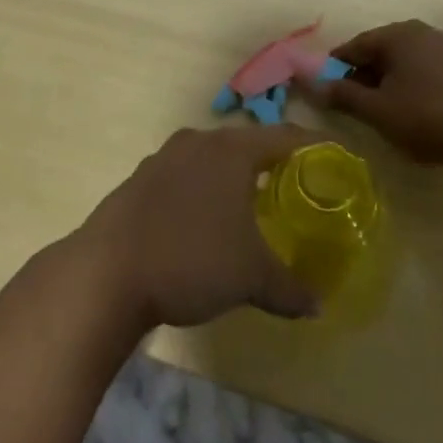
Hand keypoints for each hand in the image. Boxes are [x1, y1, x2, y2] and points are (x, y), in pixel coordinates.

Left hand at [79, 125, 320, 328]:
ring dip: (235, 177)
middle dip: (273, 163)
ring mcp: (163, 158)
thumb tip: (318, 306)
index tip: (336, 158)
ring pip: (212, 158)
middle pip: (247, 143)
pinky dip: (204, 190)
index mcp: (231, 150)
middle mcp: (198, 142)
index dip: (314, 146)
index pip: (285, 136)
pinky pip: (185, 175)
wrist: (106, 272)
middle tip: (297, 187)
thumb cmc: (191, 260)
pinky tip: (206, 221)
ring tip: (254, 205)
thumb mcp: (251, 278)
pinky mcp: (140, 179)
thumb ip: (290, 289)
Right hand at [316, 19, 442, 175]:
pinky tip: (417, 114)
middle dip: (363, 77)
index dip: (335, 69)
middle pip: (380, 52)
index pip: (354, 46)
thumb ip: (343, 95)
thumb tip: (313, 84)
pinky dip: (414, 88)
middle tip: (355, 108)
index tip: (326, 93)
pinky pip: (428, 73)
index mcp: (398, 35)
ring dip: (389, 84)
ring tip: (385, 115)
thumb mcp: (379, 111)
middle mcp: (422, 32)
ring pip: (405, 64)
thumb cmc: (430, 117)